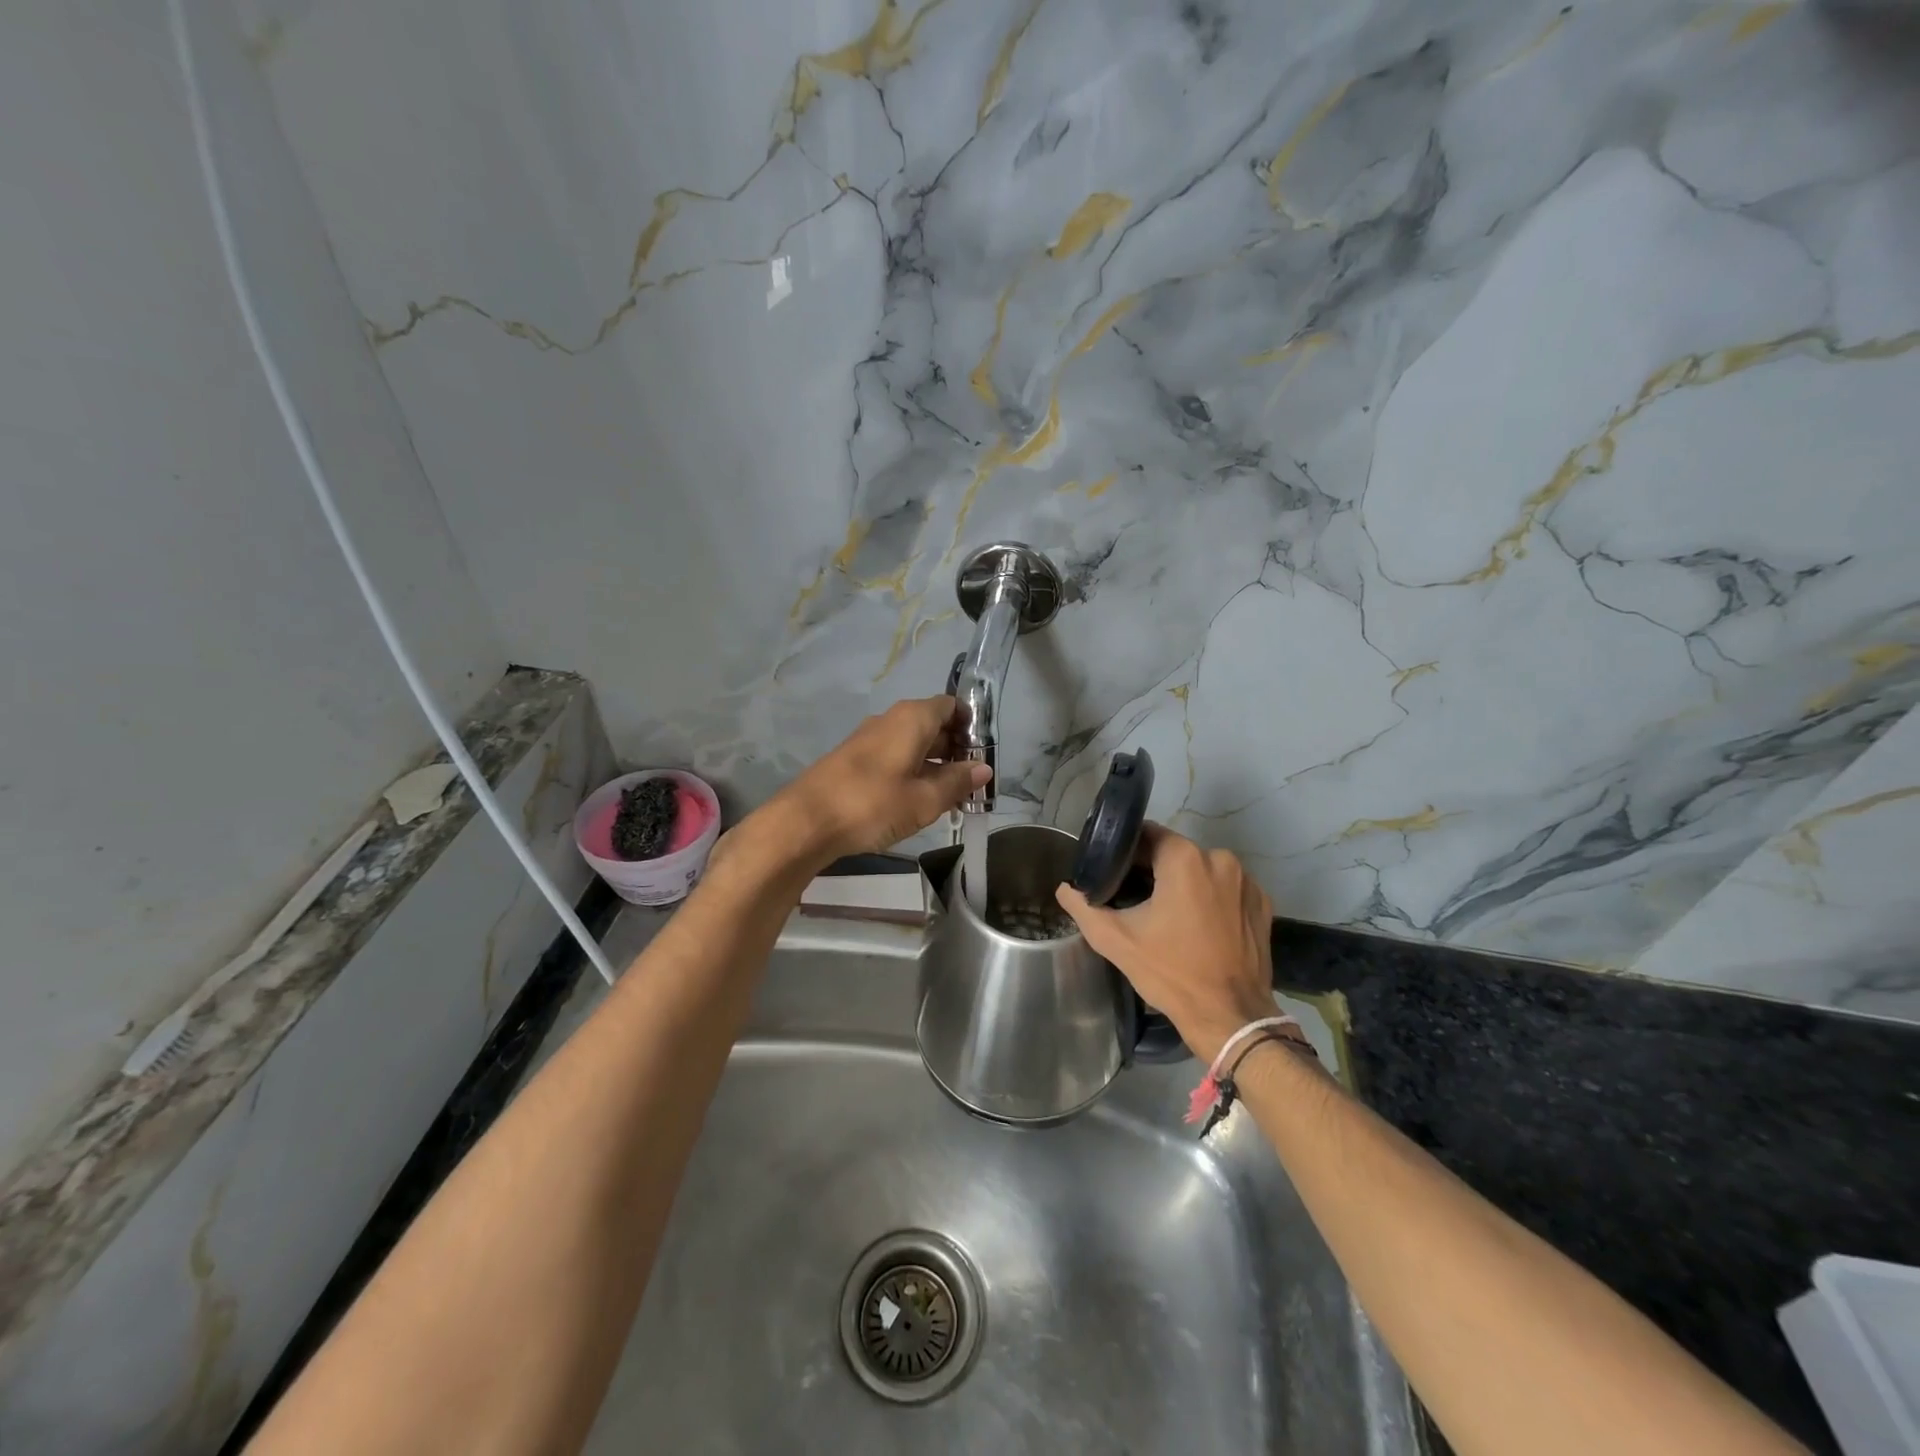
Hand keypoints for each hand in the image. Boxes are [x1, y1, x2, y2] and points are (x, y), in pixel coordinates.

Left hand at [752, 696, 989, 867]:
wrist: (805, 821)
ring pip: (914, 744)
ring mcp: (870, 739)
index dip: (972, 728)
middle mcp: (891, 720)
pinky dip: (912, 773)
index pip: (952, 707)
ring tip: (951, 798)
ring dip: (935, 765)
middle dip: (956, 751)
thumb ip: (957, 782)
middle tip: (973, 784)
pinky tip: (917, 801)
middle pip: (934, 725)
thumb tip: (983, 769)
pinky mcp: (855, 760)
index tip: (984, 757)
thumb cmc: (872, 804)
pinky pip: (895, 757)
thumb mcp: (924, 799)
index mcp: (912, 718)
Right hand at [1056, 823, 1275, 1061]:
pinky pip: (1226, 889)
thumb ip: (1084, 907)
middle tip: (1134, 898)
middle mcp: (1220, 859)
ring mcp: (1246, 882)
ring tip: (1167, 916)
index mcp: (1184, 859)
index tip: (1112, 872)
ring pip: (1202, 870)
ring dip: (1183, 884)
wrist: (1230, 1017)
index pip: (1146, 835)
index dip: (1125, 852)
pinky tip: (1197, 927)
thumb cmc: (1171, 973)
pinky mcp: (1262, 904)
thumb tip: (1065, 889)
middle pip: (1175, 853)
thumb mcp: (1116, 940)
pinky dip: (1210, 900)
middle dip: (1153, 870)